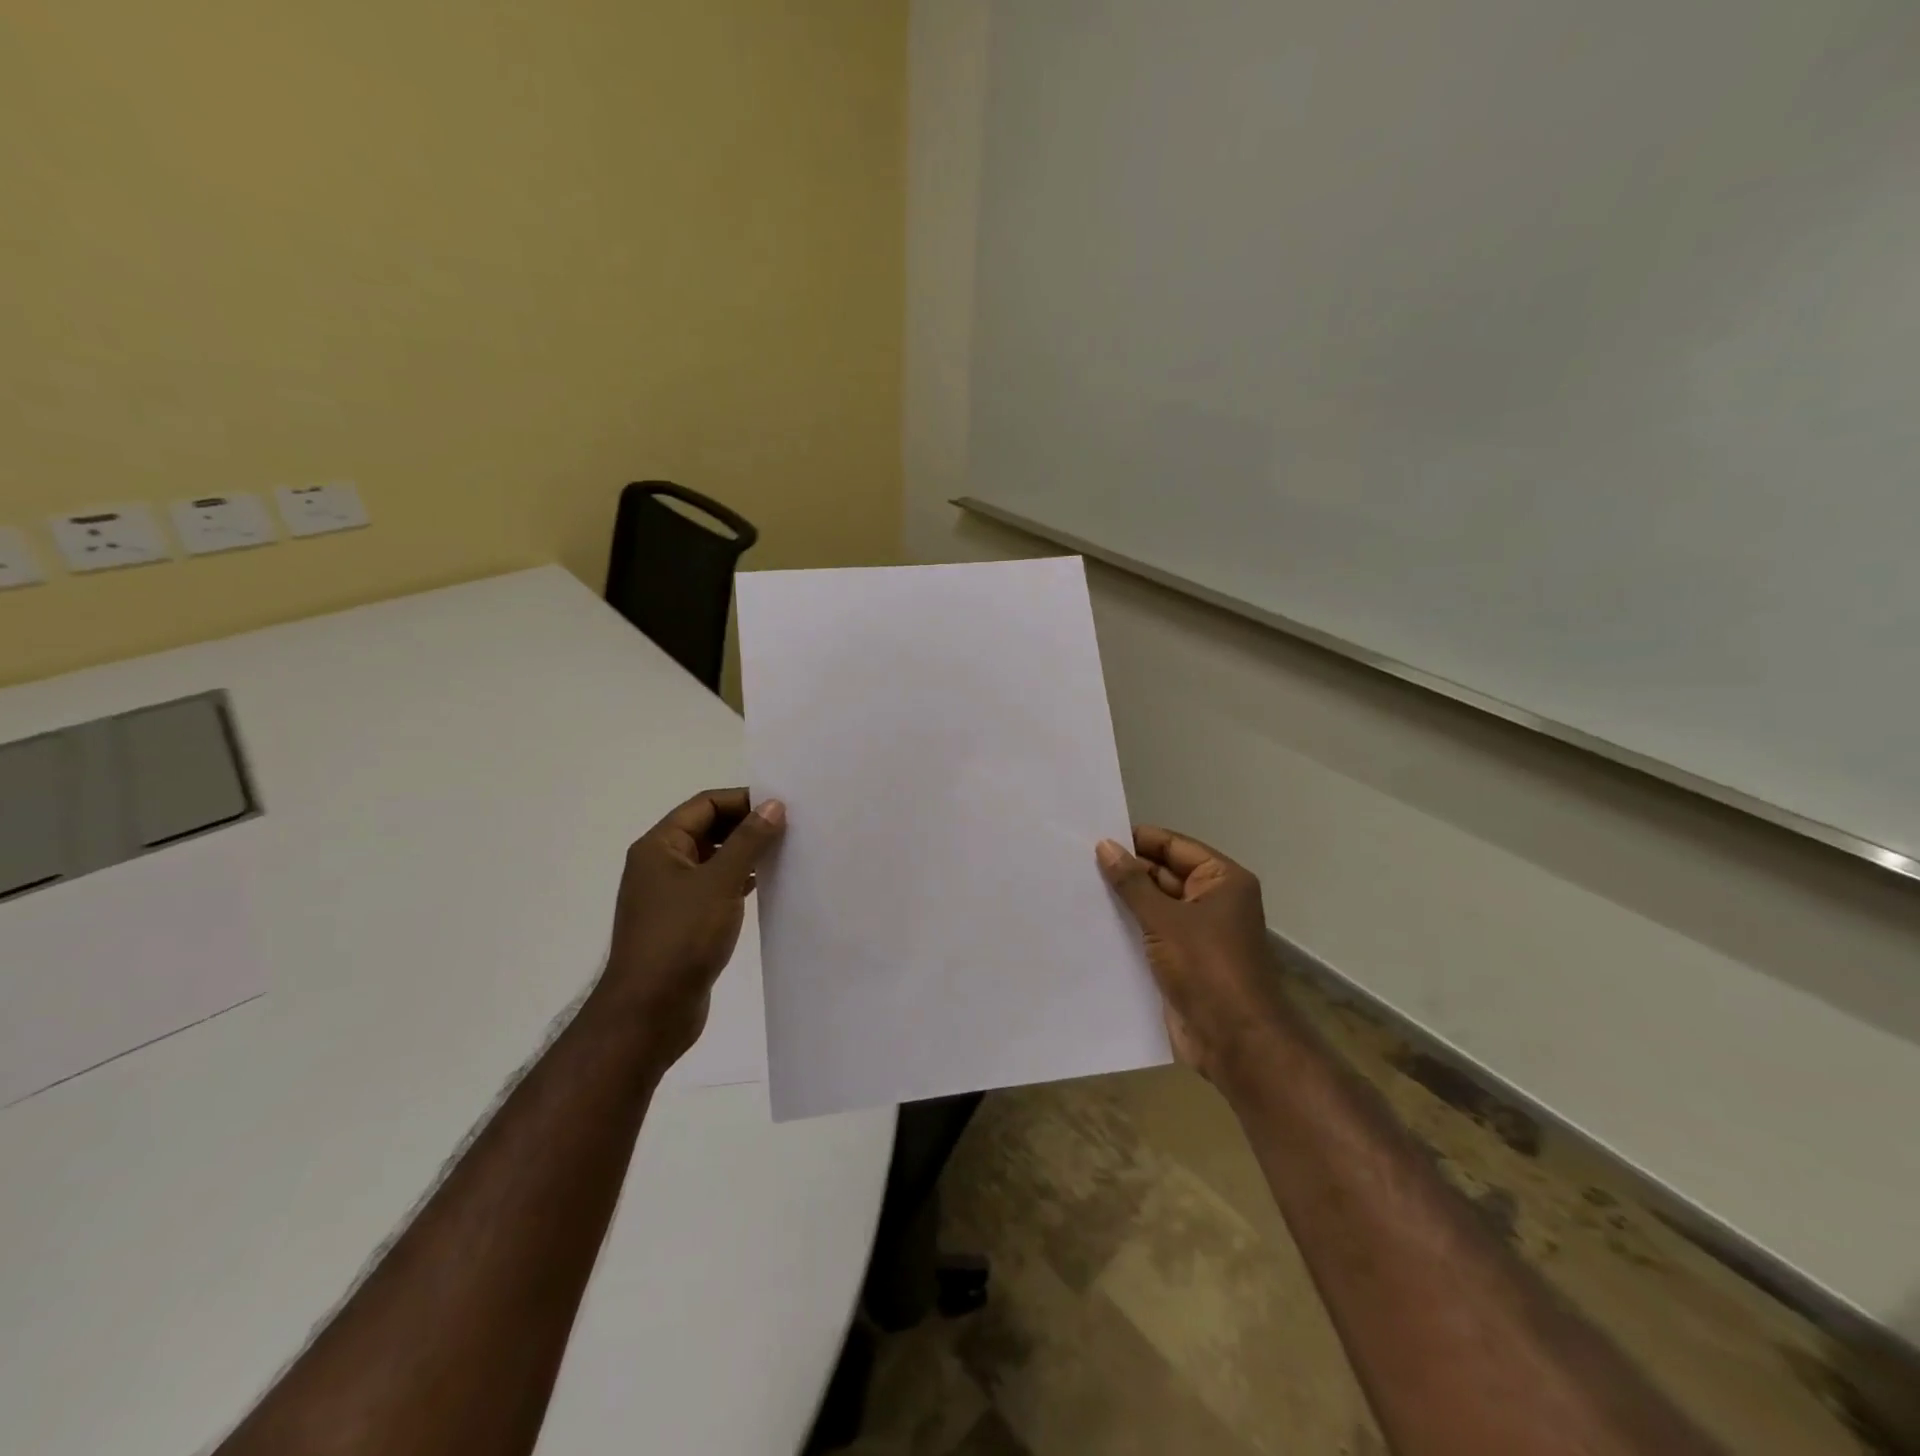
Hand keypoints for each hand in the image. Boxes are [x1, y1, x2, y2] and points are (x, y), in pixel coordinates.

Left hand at [593, 788, 785, 1068]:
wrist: (649, 1012)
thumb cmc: (681, 938)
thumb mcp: (720, 882)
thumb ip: (749, 841)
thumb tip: (774, 805)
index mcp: (659, 847)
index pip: (705, 804)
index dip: (743, 800)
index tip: (782, 806)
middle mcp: (660, 865)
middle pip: (708, 829)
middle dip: (746, 826)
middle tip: (790, 828)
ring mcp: (669, 895)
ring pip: (712, 860)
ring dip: (745, 854)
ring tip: (784, 854)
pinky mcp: (682, 922)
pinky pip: (714, 887)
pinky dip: (738, 881)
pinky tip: (763, 886)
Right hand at [1097, 827, 1291, 1081]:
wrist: (1235, 1041)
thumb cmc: (1206, 968)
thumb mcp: (1164, 919)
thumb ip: (1132, 883)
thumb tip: (1105, 846)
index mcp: (1222, 880)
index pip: (1174, 846)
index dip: (1137, 841)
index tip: (1095, 837)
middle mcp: (1213, 901)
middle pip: (1164, 874)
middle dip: (1126, 872)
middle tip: (1077, 864)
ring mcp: (1198, 933)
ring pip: (1155, 906)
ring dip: (1124, 902)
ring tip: (1077, 890)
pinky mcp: (1183, 961)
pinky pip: (1152, 935)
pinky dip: (1128, 929)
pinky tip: (1093, 925)